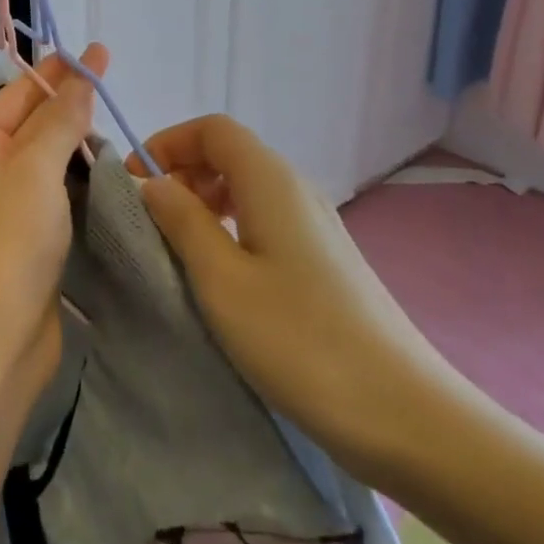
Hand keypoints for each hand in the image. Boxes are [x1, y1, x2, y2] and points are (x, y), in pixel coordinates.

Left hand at [0, 44, 107, 409]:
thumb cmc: (8, 241)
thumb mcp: (35, 169)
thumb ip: (59, 121)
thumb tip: (78, 80)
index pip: (18, 94)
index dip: (59, 72)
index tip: (98, 52)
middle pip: (30, 124)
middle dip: (68, 104)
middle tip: (111, 83)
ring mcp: (0, 206)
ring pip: (43, 160)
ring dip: (74, 142)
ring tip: (113, 120)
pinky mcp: (22, 238)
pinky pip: (51, 193)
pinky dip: (74, 178)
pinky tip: (103, 170)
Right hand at [129, 115, 458, 490]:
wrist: (406, 415)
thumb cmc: (301, 341)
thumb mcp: (222, 280)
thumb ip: (182, 221)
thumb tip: (153, 181)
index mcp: (270, 181)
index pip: (212, 129)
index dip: (168, 142)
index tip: (137, 182)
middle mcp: (297, 189)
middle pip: (230, 153)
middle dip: (183, 171)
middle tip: (153, 219)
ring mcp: (317, 224)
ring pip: (248, 186)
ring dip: (205, 201)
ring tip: (181, 246)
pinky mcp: (326, 259)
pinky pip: (267, 218)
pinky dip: (232, 225)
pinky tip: (224, 272)